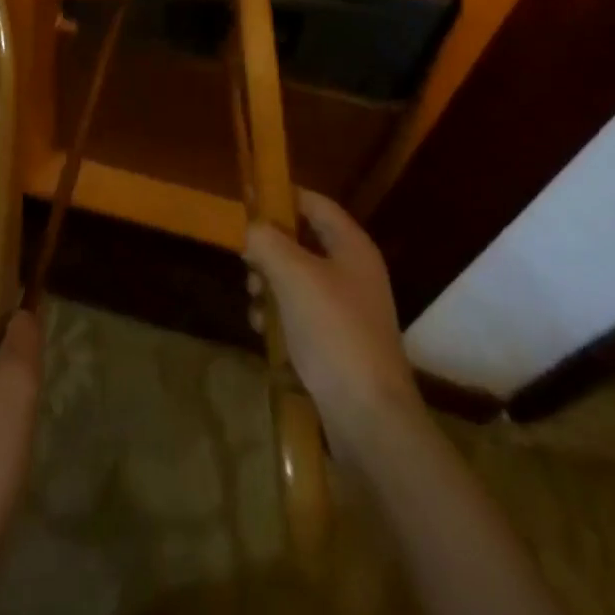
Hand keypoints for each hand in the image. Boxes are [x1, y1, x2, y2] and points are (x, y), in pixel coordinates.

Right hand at [244, 189, 422, 465]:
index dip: (281, 195)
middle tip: (244, 259)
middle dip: (268, 248)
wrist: (370, 419)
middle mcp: (353, 272)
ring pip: (296, 278)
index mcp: (352, 247)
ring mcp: (347, 310)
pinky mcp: (337, 343)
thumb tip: (250, 227)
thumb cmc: (333, 332)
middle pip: (302, 241)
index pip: (314, 203)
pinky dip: (279, 316)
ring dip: (269, 284)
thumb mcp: (292, 275)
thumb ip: (266, 240)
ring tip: (253, 301)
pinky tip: (263, 331)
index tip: (246, 199)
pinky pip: (300, 313)